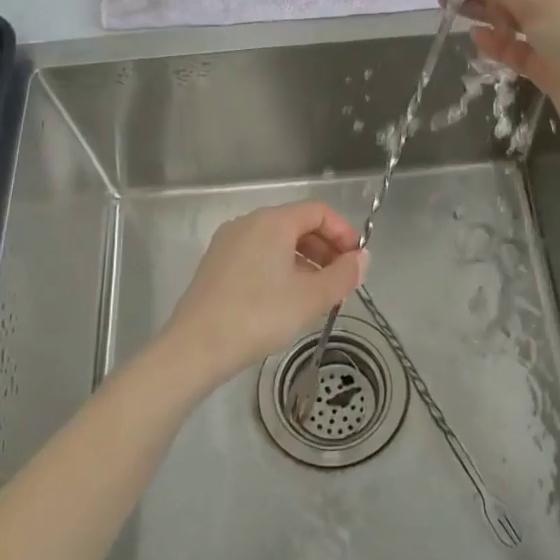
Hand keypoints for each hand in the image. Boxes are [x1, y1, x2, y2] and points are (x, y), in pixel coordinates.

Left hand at [160, 201, 367, 392]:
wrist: (196, 347)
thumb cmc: (260, 316)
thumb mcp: (312, 297)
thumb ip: (343, 274)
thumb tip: (363, 258)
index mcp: (273, 222)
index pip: (319, 212)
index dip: (344, 233)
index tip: (357, 262)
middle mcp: (249, 223)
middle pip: (298, 225)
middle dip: (326, 251)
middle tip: (342, 284)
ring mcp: (229, 243)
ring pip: (278, 243)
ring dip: (306, 263)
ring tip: (319, 297)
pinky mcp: (217, 265)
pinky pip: (259, 256)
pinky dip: (281, 270)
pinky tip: (287, 301)